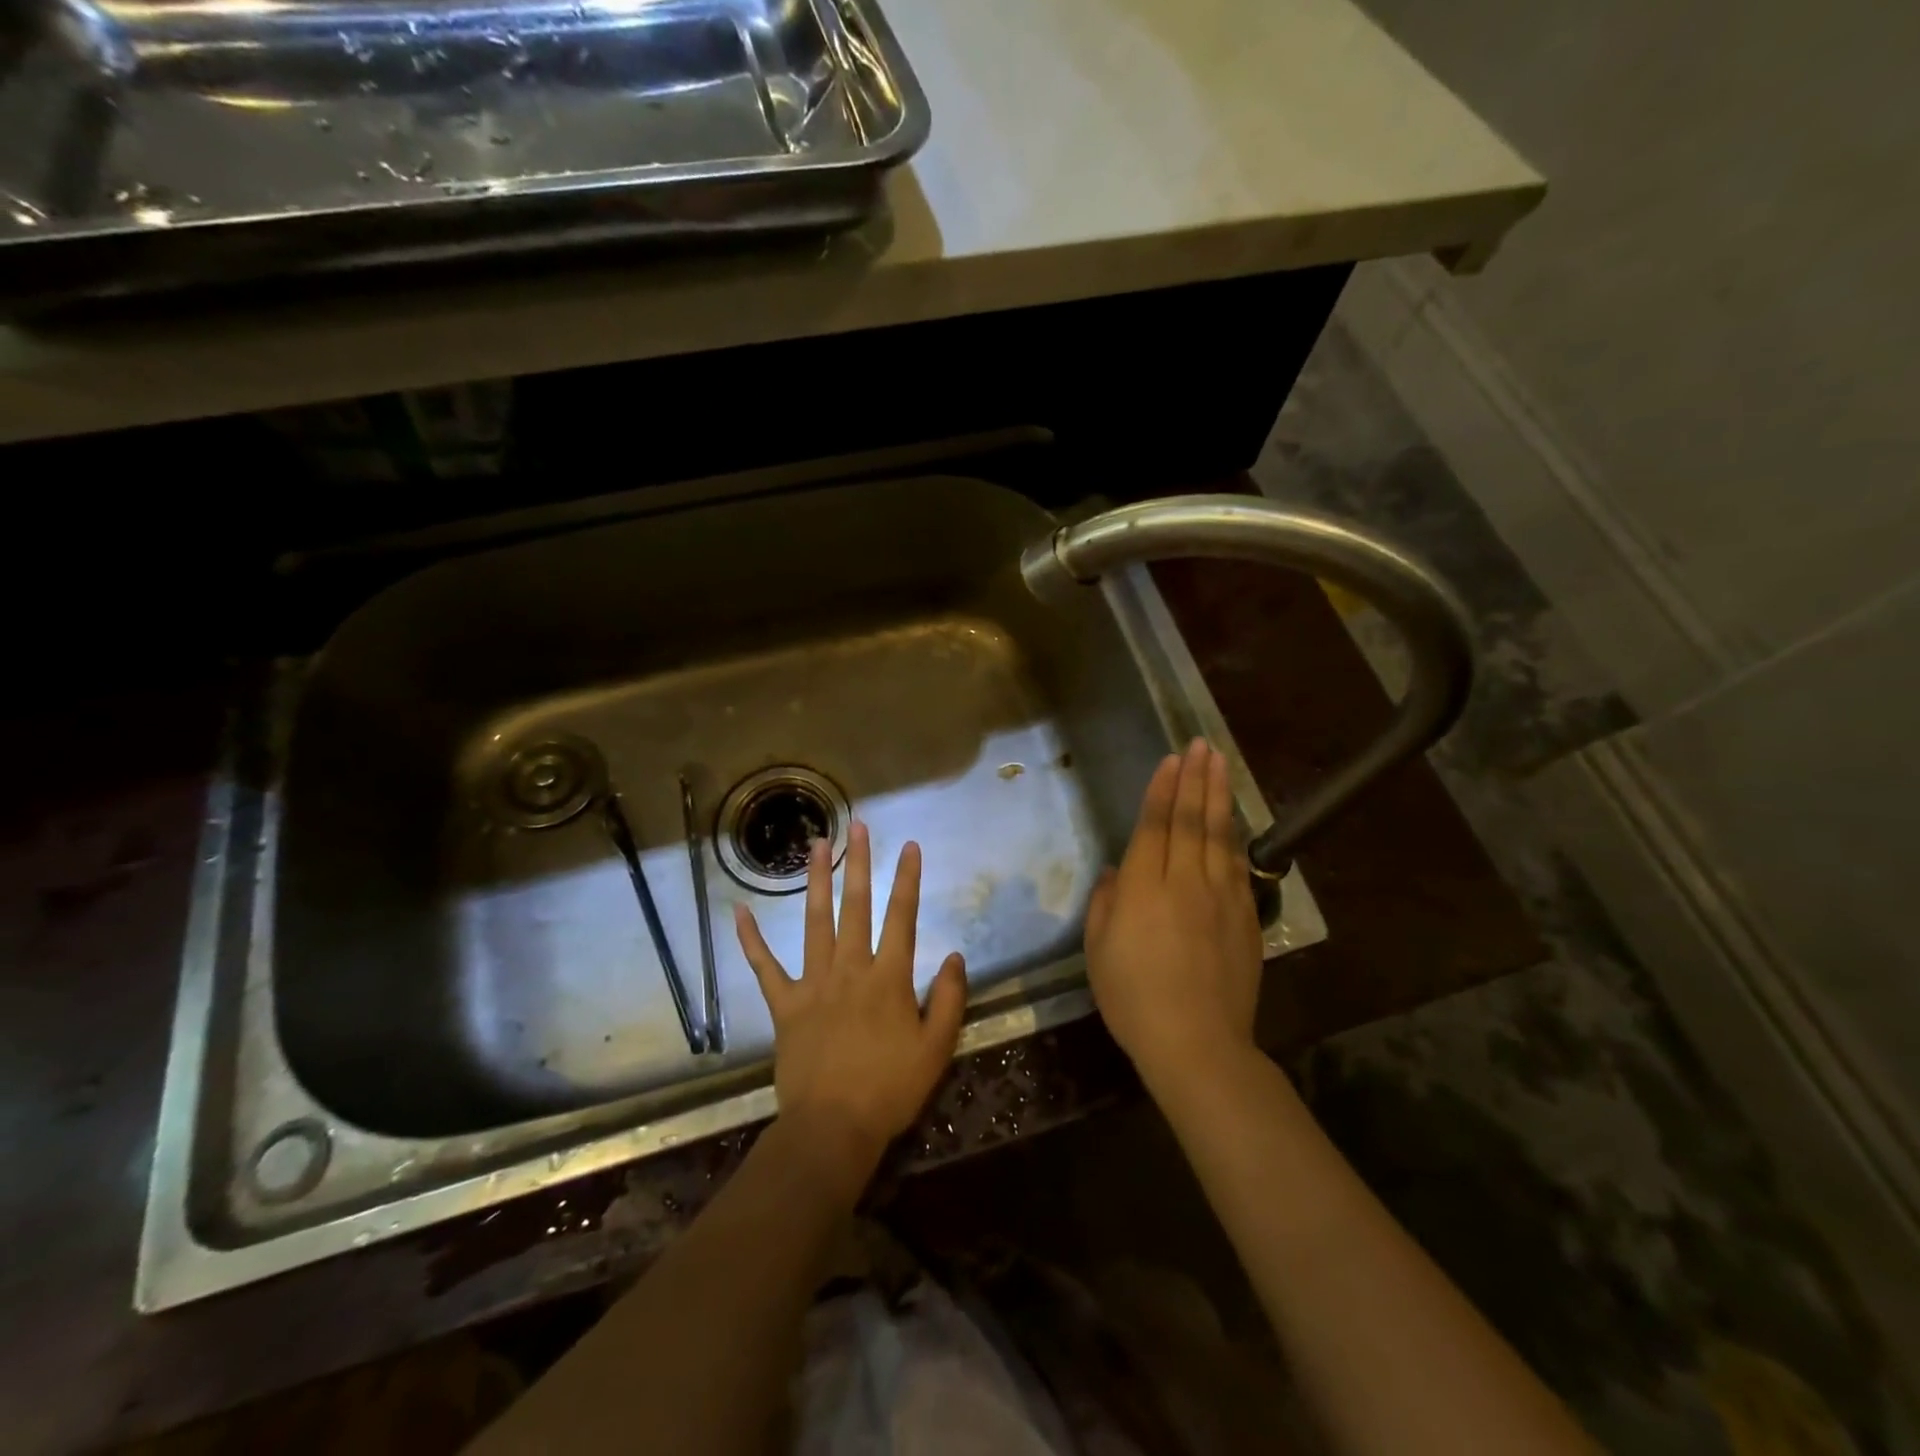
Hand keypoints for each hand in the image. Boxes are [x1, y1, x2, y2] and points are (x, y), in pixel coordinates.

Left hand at [734, 822, 967, 1194]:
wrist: (833, 1128)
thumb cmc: (890, 1089)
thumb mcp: (936, 1048)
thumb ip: (947, 998)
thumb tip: (953, 956)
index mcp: (889, 978)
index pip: (902, 917)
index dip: (907, 880)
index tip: (909, 846)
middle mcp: (850, 969)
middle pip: (856, 906)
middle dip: (859, 863)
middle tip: (857, 826)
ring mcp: (814, 984)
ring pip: (814, 922)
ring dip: (814, 881)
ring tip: (815, 845)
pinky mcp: (785, 1005)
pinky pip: (765, 967)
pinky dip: (751, 940)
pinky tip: (739, 911)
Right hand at [1085, 739, 1263, 1084]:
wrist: (1196, 1043)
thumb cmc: (1133, 999)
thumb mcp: (1098, 952)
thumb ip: (1105, 905)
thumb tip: (1117, 874)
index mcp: (1143, 889)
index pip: (1154, 826)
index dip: (1162, 790)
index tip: (1171, 760)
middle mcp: (1185, 882)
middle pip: (1191, 821)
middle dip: (1195, 779)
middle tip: (1200, 745)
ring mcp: (1221, 898)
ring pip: (1220, 836)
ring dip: (1219, 795)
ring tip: (1220, 763)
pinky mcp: (1245, 918)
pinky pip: (1239, 866)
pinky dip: (1236, 836)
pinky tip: (1235, 819)